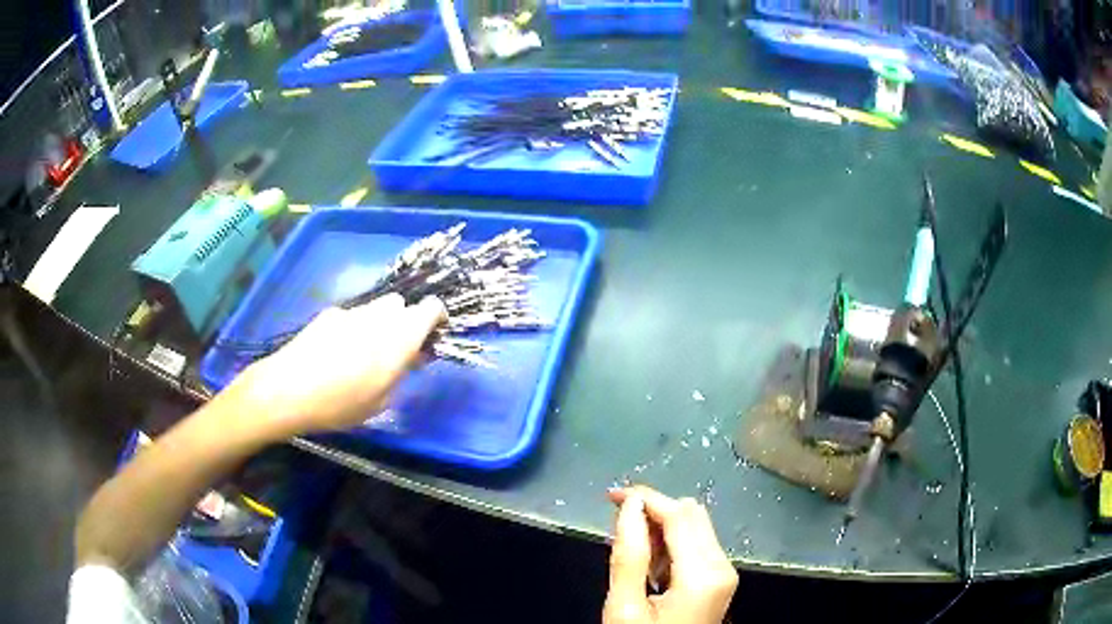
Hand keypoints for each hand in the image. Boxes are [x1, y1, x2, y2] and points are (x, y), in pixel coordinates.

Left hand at [232, 294, 445, 437]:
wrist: (289, 389)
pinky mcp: (329, 314)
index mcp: (399, 336)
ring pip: (376, 309)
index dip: (436, 318)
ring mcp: (352, 312)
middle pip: (401, 305)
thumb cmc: (341, 403)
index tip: (431, 337)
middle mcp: (379, 316)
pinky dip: (355, 328)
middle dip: (404, 322)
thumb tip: (412, 356)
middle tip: (396, 351)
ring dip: (379, 324)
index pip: (431, 307)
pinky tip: (337, 353)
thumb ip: (401, 372)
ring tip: (364, 354)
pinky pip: (352, 316)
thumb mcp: (381, 400)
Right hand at [603, 486, 737, 623]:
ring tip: (631, 548)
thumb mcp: (624, 606)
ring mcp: (724, 572)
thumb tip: (629, 506)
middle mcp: (723, 565)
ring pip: (696, 526)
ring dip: (662, 526)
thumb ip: (628, 555)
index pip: (679, 515)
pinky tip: (649, 561)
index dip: (646, 498)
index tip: (611, 495)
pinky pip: (697, 544)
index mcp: (703, 574)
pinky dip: (671, 542)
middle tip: (618, 523)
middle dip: (654, 509)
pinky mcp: (719, 579)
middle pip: (693, 514)